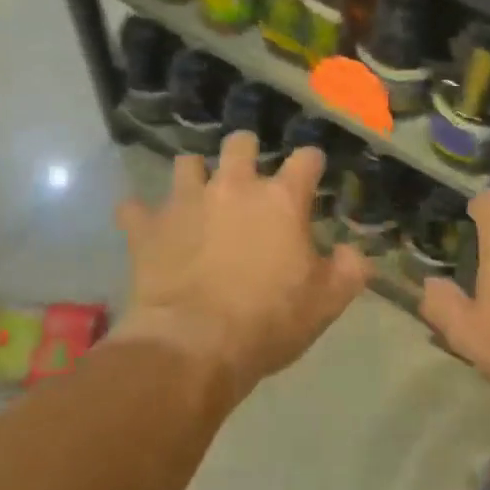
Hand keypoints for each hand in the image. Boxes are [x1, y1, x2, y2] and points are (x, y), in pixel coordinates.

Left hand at [113, 131, 368, 403]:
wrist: (194, 345)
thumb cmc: (268, 321)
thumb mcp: (325, 303)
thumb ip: (347, 270)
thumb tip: (354, 253)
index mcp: (280, 200)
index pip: (305, 159)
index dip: (311, 163)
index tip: (312, 172)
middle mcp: (232, 187)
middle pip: (240, 143)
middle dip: (246, 152)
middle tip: (249, 177)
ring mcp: (185, 202)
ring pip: (186, 163)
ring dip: (194, 176)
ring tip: (197, 198)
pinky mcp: (147, 227)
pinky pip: (134, 208)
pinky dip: (141, 215)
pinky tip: (147, 228)